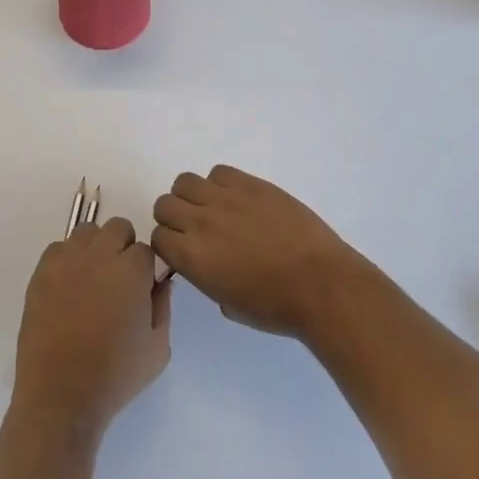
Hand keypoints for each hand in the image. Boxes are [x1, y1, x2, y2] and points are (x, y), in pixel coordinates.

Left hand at [10, 217, 170, 442]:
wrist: (61, 396)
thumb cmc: (115, 375)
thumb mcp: (158, 348)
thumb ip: (163, 306)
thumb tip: (160, 281)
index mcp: (131, 270)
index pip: (146, 249)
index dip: (146, 269)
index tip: (142, 289)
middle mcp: (100, 256)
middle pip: (118, 228)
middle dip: (123, 247)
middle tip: (119, 280)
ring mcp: (67, 261)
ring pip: (87, 232)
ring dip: (95, 248)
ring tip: (92, 279)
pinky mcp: (42, 273)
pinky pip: (58, 248)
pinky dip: (67, 259)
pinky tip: (68, 287)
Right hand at [150, 165, 369, 338]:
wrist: (320, 284)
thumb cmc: (275, 307)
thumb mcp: (229, 305)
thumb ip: (206, 279)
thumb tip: (208, 264)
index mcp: (192, 258)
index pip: (157, 237)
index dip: (169, 244)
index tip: (182, 250)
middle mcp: (200, 222)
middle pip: (165, 204)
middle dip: (175, 217)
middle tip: (196, 229)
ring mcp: (225, 198)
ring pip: (185, 182)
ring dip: (193, 196)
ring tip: (215, 209)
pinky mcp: (250, 183)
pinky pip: (219, 172)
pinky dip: (221, 184)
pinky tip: (239, 200)